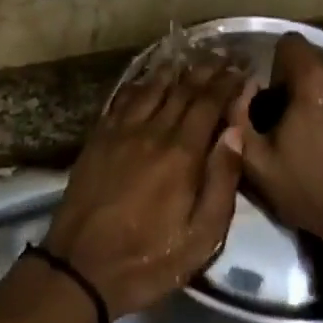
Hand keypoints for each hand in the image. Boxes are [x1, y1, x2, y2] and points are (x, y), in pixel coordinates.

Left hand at [43, 58, 246, 319]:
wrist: (80, 269)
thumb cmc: (149, 259)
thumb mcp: (201, 237)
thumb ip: (222, 182)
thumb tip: (235, 133)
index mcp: (181, 154)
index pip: (209, 103)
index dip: (227, 82)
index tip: (242, 68)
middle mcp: (152, 132)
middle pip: (182, 89)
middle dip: (206, 69)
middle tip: (224, 54)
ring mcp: (121, 131)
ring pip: (152, 88)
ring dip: (175, 70)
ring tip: (192, 56)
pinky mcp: (98, 138)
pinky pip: (123, 99)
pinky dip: (140, 83)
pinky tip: (148, 77)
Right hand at [229, 33, 322, 248]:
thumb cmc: (313, 191)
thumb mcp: (258, 164)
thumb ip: (239, 117)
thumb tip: (242, 89)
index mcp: (314, 80)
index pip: (290, 43)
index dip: (279, 67)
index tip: (280, 97)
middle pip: (319, 61)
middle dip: (307, 84)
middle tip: (304, 121)